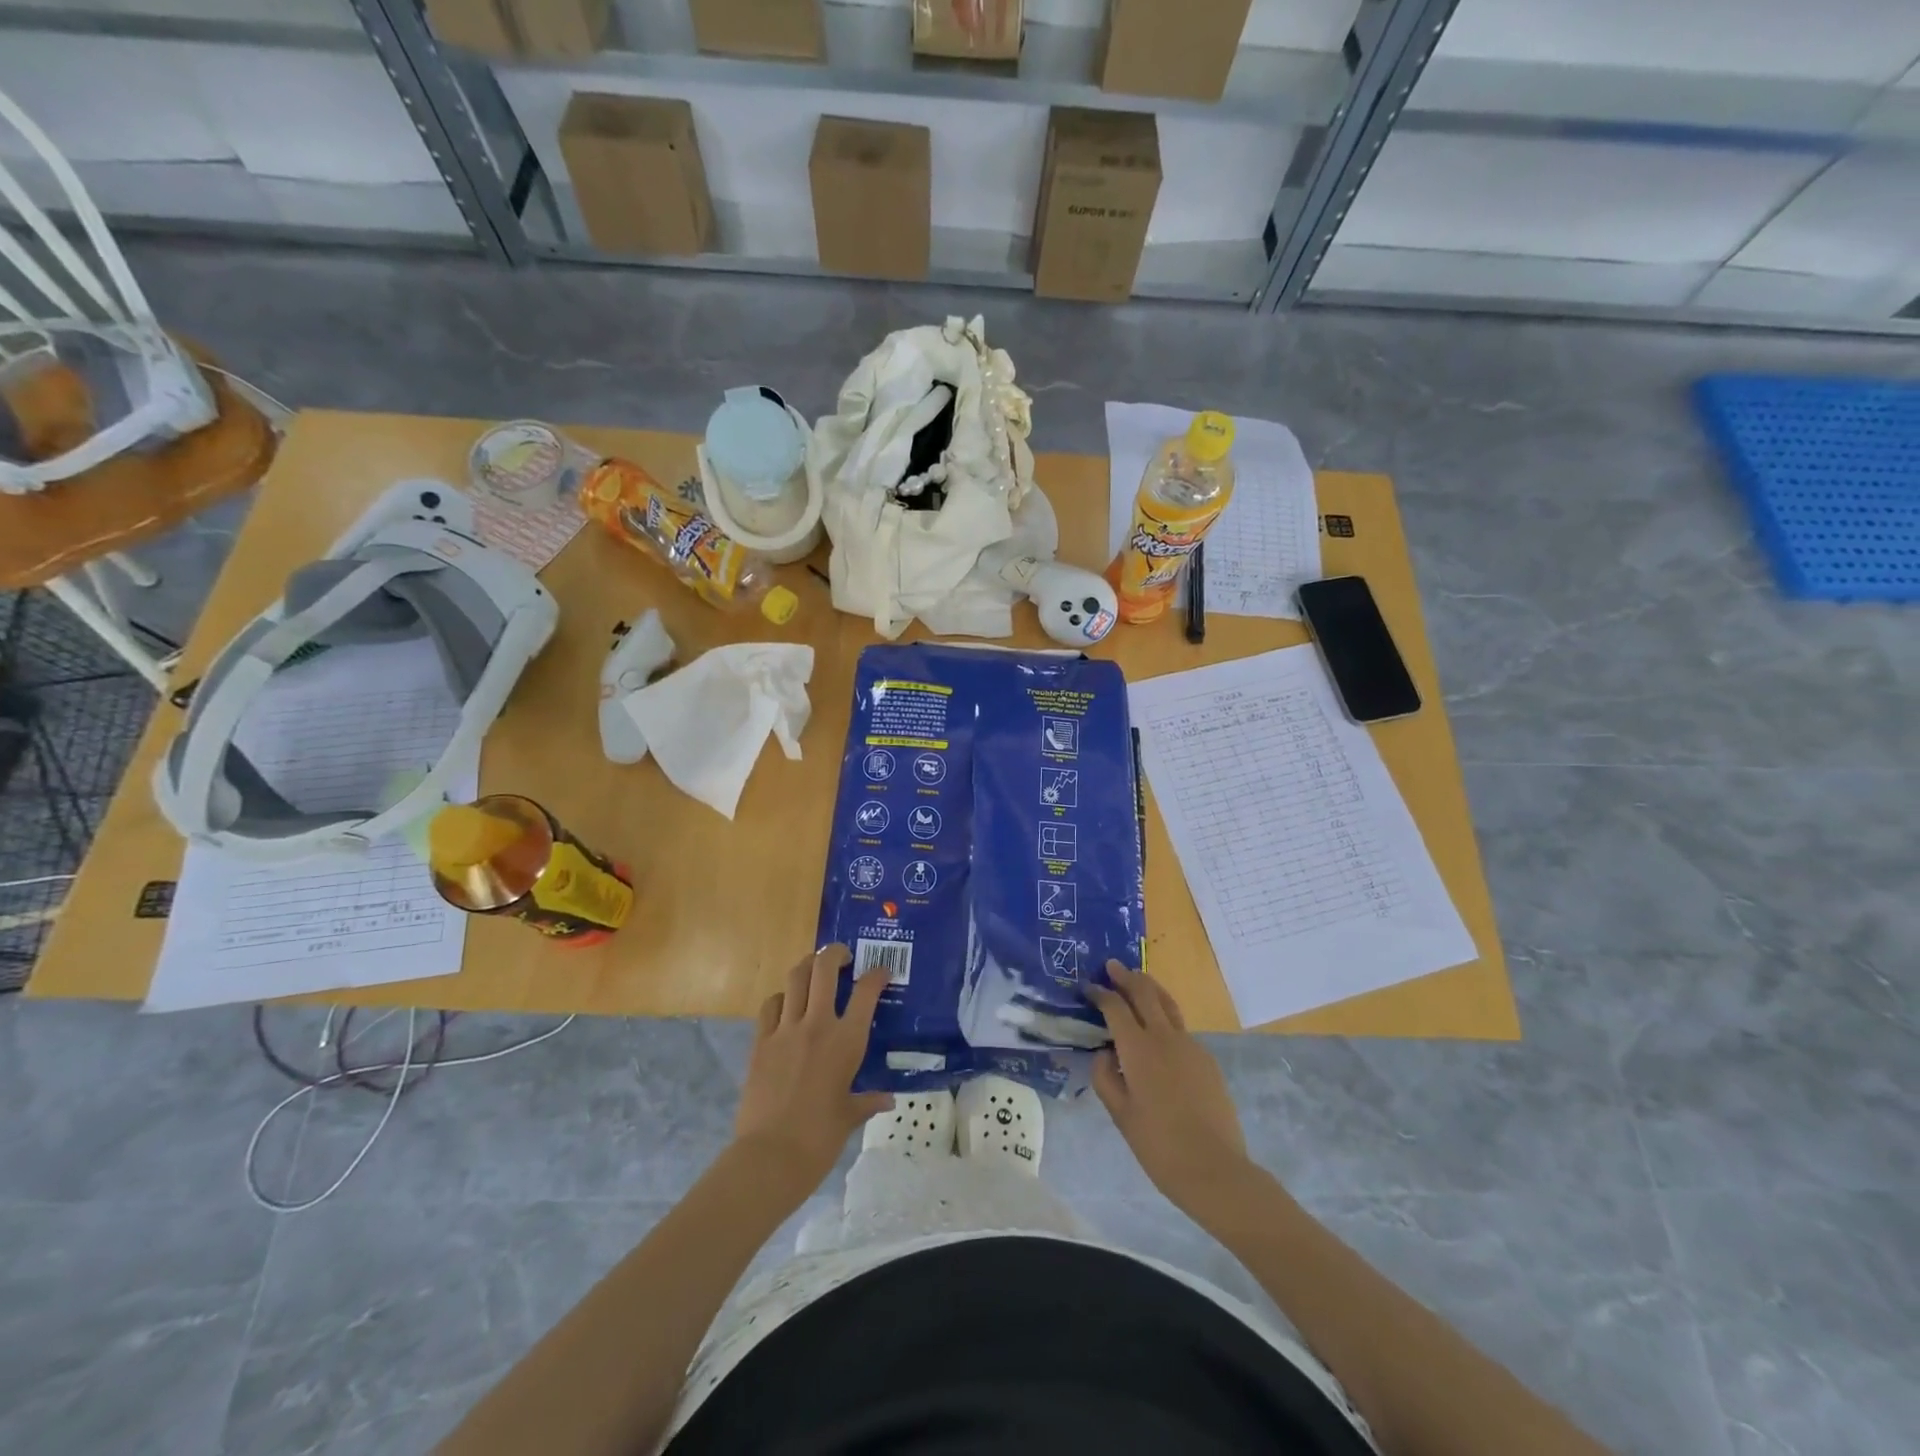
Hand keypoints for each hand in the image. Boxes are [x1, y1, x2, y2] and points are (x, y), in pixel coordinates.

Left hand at [734, 944, 893, 1190]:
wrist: (771, 1156)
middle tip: (842, 956)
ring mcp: (785, 1030)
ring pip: (795, 978)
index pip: (866, 991)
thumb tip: (886, 1100)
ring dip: (806, 967)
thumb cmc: (820, 1139)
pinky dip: (781, 998)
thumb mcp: (849, 1117)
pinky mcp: (761, 1042)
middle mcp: (817, 1024)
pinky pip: (771, 1005)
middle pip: (824, 969)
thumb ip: (867, 1101)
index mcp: (846, 1041)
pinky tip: (786, 1006)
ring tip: (814, 971)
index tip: (881, 972)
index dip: (876, 974)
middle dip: (834, 954)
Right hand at [1087, 962, 1250, 1215]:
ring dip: (1149, 989)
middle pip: (1145, 993)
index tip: (1088, 986)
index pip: (1115, 1007)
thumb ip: (1106, 1078)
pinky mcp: (1207, 1060)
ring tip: (1137, 982)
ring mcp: (1190, 1046)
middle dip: (1126, 977)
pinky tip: (1158, 1033)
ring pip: (1167, 1004)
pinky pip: (1180, 1029)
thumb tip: (1105, 1053)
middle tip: (1112, 966)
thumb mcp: (1120, 1115)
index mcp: (1138, 1049)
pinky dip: (1165, 1018)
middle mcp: (1164, 1037)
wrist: (1215, 1169)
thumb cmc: (1159, 1146)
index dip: (1100, 993)